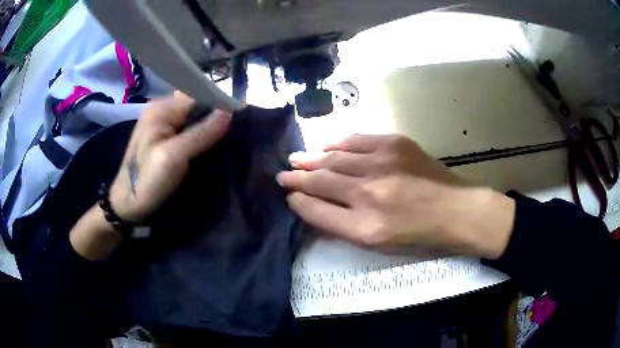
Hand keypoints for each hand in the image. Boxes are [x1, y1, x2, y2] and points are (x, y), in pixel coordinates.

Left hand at [109, 92, 230, 222]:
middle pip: (195, 105)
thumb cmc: (147, 181)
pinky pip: (186, 129)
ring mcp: (161, 124)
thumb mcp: (174, 157)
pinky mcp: (162, 137)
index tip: (238, 120)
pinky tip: (206, 148)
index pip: (198, 95)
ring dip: (207, 128)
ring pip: (192, 118)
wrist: (128, 205)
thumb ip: (201, 134)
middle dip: (214, 117)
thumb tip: (229, 113)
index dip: (219, 104)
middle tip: (231, 135)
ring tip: (222, 143)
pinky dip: (199, 136)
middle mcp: (161, 111)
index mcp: (162, 109)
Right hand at [277, 134, 514, 258]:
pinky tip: (325, 145)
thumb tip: (312, 206)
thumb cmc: (418, 236)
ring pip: (334, 158)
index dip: (297, 201)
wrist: (457, 211)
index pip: (316, 210)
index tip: (288, 194)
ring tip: (296, 158)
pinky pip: (356, 140)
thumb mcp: (378, 245)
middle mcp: (369, 194)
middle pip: (320, 181)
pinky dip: (337, 143)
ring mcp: (383, 164)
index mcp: (365, 227)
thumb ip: (341, 226)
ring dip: (311, 158)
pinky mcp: (395, 144)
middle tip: (283, 174)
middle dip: (297, 177)